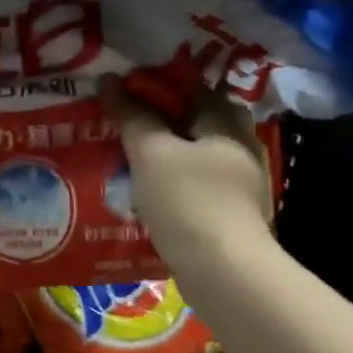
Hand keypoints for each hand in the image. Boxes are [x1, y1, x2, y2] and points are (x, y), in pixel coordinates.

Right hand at [103, 75, 275, 272]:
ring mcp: (242, 182)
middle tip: (127, 122)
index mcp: (227, 123)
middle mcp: (242, 146)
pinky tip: (151, 191)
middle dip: (164, 118)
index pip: (191, 86)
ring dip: (168, 152)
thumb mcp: (151, 153)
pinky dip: (176, 180)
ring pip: (199, 153)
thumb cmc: (188, 201)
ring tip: (131, 157)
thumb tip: (110, 80)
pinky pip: (199, 183)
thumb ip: (132, 116)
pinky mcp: (233, 213)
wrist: (224, 272)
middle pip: (199, 119)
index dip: (156, 83)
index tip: (122, 89)